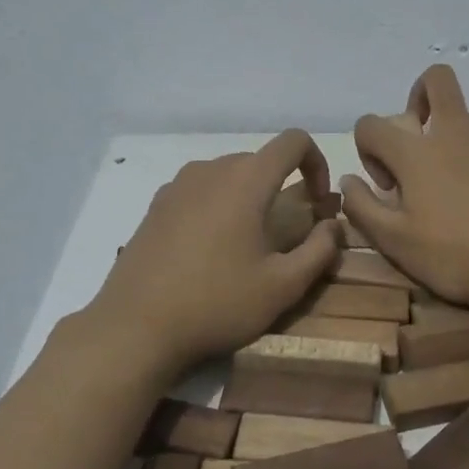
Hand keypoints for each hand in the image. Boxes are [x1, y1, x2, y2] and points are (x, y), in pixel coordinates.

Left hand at [95, 130, 342, 369]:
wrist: (135, 327)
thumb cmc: (217, 303)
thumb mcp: (283, 286)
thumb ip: (320, 250)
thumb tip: (333, 225)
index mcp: (246, 180)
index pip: (294, 142)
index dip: (317, 162)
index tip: (318, 201)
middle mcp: (210, 170)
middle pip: (260, 160)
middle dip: (283, 186)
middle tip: (288, 231)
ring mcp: (177, 185)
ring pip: (228, 175)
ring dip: (249, 196)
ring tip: (248, 242)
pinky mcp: (155, 205)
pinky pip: (199, 191)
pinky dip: (218, 206)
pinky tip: (209, 249)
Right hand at [340, 66, 468, 310]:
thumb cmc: (458, 255)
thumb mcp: (396, 243)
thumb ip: (362, 208)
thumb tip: (347, 180)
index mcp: (414, 152)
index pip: (370, 123)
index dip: (367, 150)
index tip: (387, 186)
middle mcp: (451, 131)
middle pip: (434, 80)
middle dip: (417, 99)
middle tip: (418, 143)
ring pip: (464, 116)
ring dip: (452, 138)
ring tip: (458, 183)